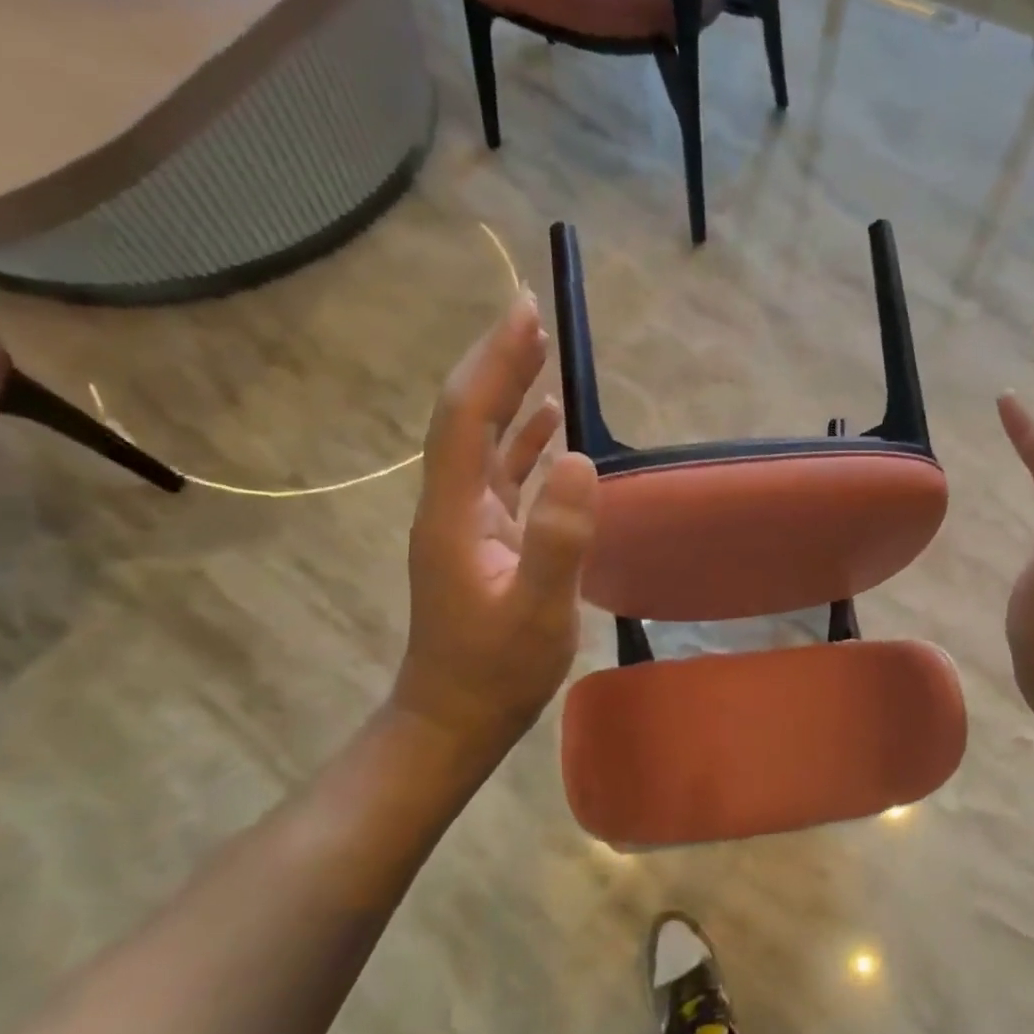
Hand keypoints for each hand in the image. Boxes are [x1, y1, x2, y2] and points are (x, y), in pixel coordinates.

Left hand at [391, 295, 597, 758]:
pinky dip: (524, 442)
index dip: (494, 362)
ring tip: (540, 352)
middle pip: (469, 417)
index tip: (526, 313)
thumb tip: (580, 458)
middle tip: (532, 315)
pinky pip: (503, 474)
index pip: (467, 417)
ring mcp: (468, 522)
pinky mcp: (486, 539)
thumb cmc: (495, 672)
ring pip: (485, 442)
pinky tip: (549, 427)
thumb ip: (558, 537)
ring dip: (509, 395)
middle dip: (498, 363)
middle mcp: (453, 505)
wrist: (454, 720)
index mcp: (455, 512)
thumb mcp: (536, 612)